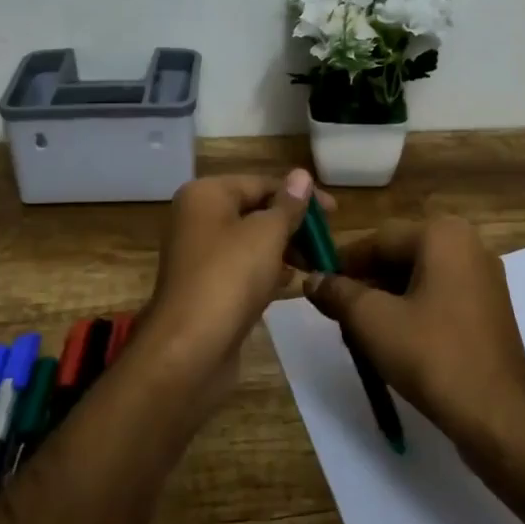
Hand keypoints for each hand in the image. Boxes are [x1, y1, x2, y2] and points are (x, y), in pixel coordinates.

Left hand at [141, 170, 327, 366]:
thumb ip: (288, 205)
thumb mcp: (267, 233)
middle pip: (255, 211)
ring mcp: (200, 255)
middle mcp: (198, 218)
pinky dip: (268, 272)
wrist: (189, 349)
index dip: (301, 196)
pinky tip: (294, 283)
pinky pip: (244, 269)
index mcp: (206, 195)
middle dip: (293, 225)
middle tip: (326, 242)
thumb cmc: (230, 277)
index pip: (262, 183)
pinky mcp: (207, 287)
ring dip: (284, 250)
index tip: (335, 213)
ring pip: (251, 242)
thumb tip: (301, 175)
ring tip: (317, 264)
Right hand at [304, 216, 524, 449]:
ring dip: (386, 300)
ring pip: (419, 278)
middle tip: (336, 315)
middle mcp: (469, 245)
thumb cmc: (432, 355)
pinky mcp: (489, 309)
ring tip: (359, 332)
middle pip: (399, 256)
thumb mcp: (372, 321)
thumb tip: (312, 279)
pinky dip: (412, 311)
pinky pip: (440, 297)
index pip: (378, 239)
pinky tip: (393, 341)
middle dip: (365, 283)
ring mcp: (484, 278)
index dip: (343, 264)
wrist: (497, 415)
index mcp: (443, 235)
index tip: (317, 288)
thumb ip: (338, 293)